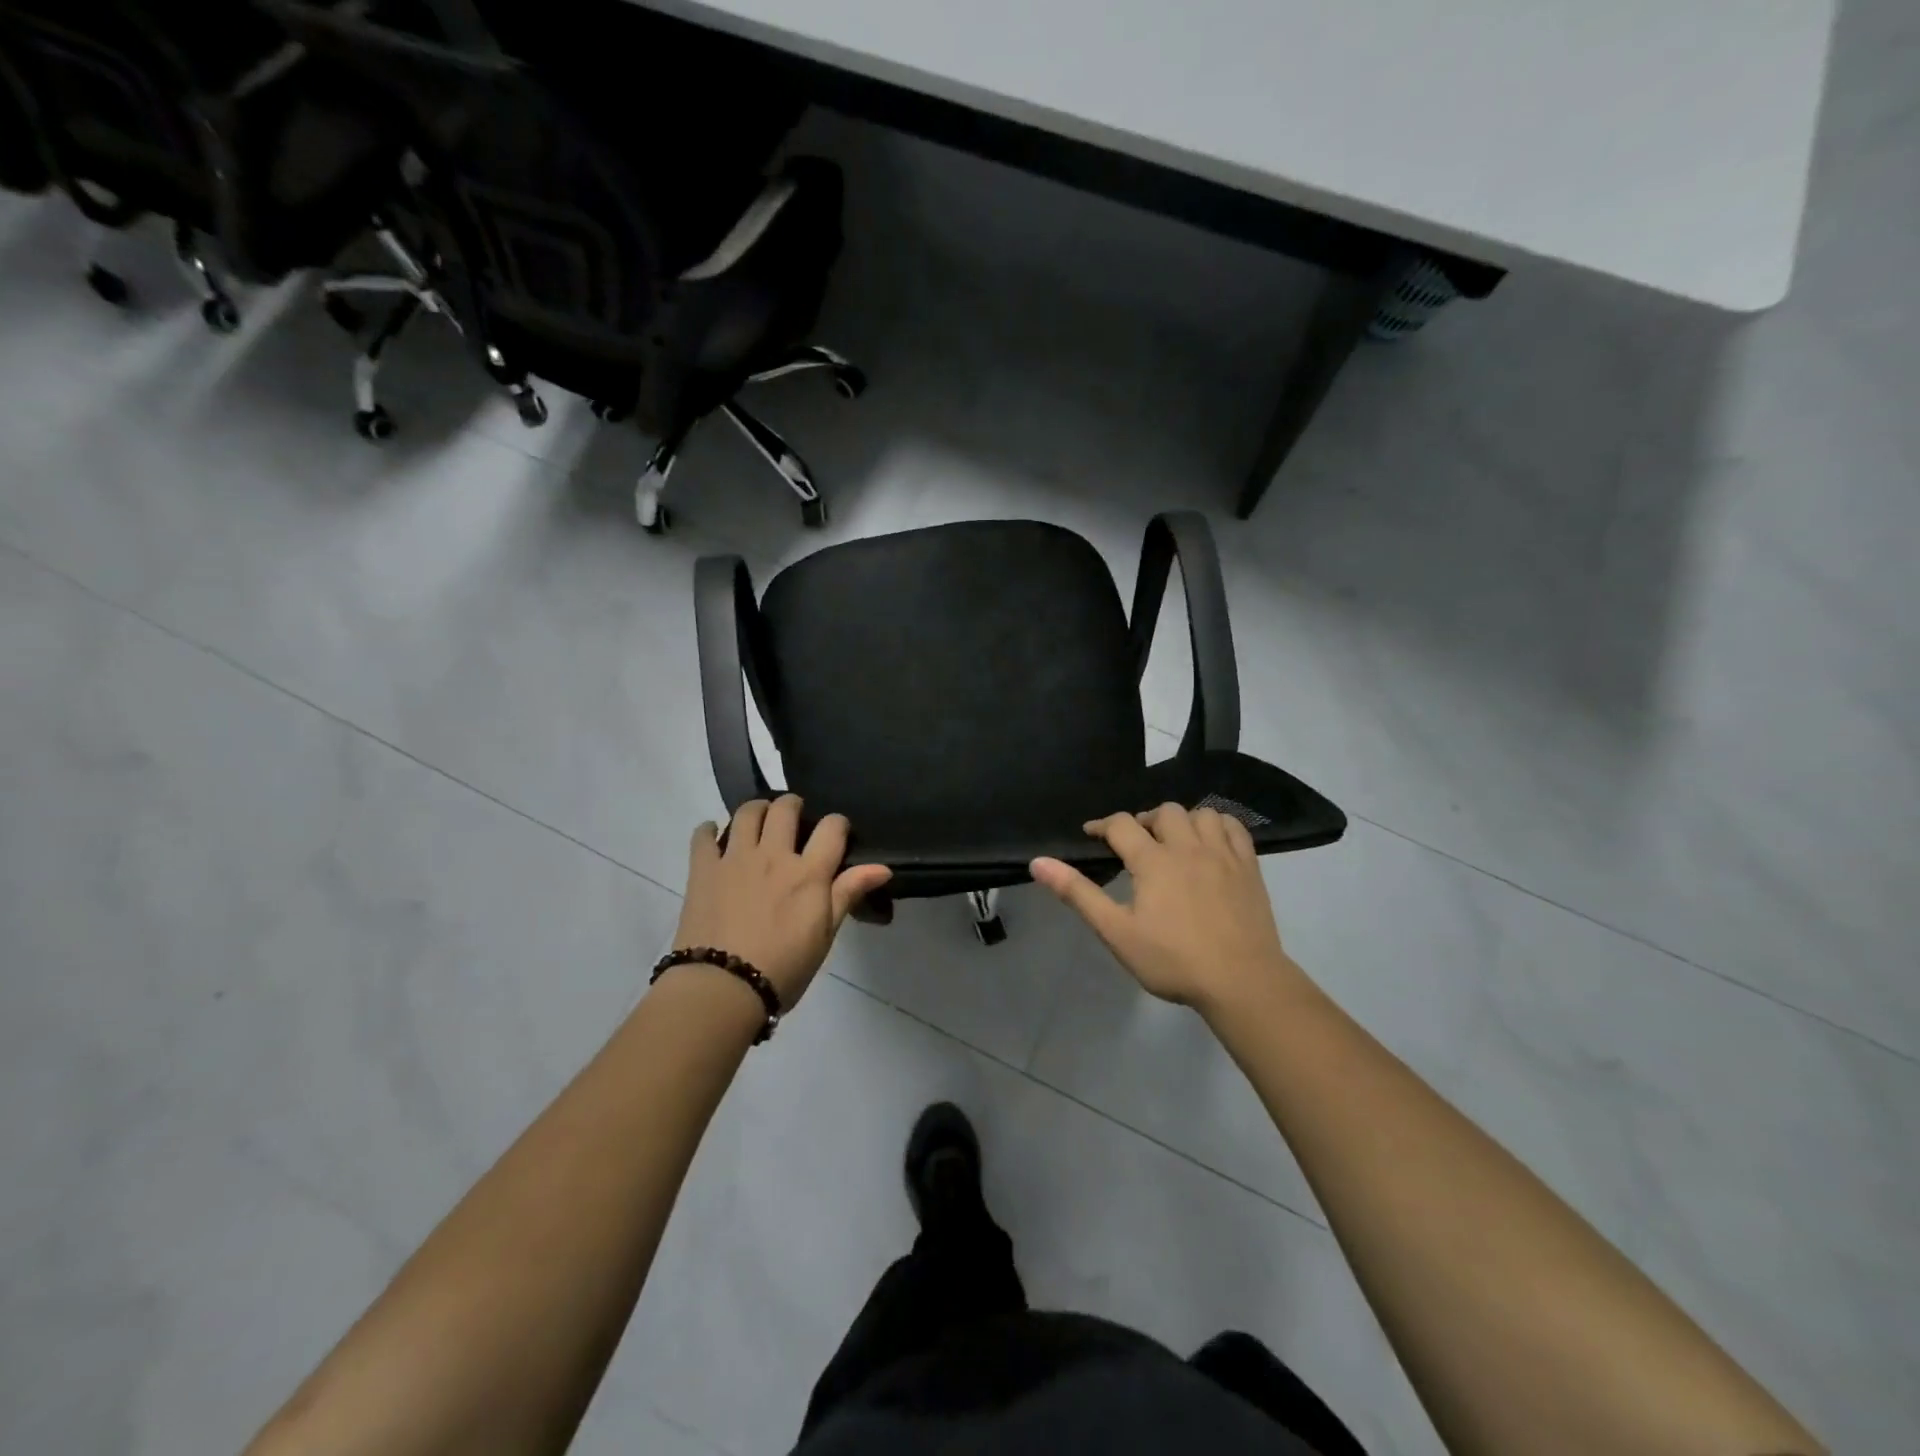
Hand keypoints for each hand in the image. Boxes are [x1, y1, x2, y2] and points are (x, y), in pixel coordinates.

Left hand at [673, 797, 891, 1006]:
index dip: (838, 824)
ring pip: (747, 813)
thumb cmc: (783, 968)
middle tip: (794, 817)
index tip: (836, 833)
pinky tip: (715, 835)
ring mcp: (735, 859)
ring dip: (757, 809)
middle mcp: (773, 855)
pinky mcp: (703, 870)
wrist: (722, 988)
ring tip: (760, 820)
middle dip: (793, 804)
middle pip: (785, 808)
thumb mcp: (824, 935)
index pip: (832, 828)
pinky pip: (703, 836)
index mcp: (808, 873)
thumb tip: (883, 868)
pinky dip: (709, 830)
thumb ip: (848, 894)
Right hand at [1031, 804, 1305, 1012]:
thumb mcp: (1116, 932)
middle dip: (1144, 821)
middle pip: (1163, 812)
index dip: (1102, 825)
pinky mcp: (1249, 867)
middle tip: (1136, 845)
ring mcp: (1222, 854)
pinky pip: (1234, 828)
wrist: (1241, 982)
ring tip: (1173, 842)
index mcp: (1153, 861)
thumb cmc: (1173, 960)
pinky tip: (1210, 842)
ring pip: (1200, 814)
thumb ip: (1078, 894)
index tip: (1092, 834)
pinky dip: (1218, 825)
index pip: (1121, 824)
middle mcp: (1187, 847)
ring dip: (1182, 820)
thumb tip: (1038, 862)